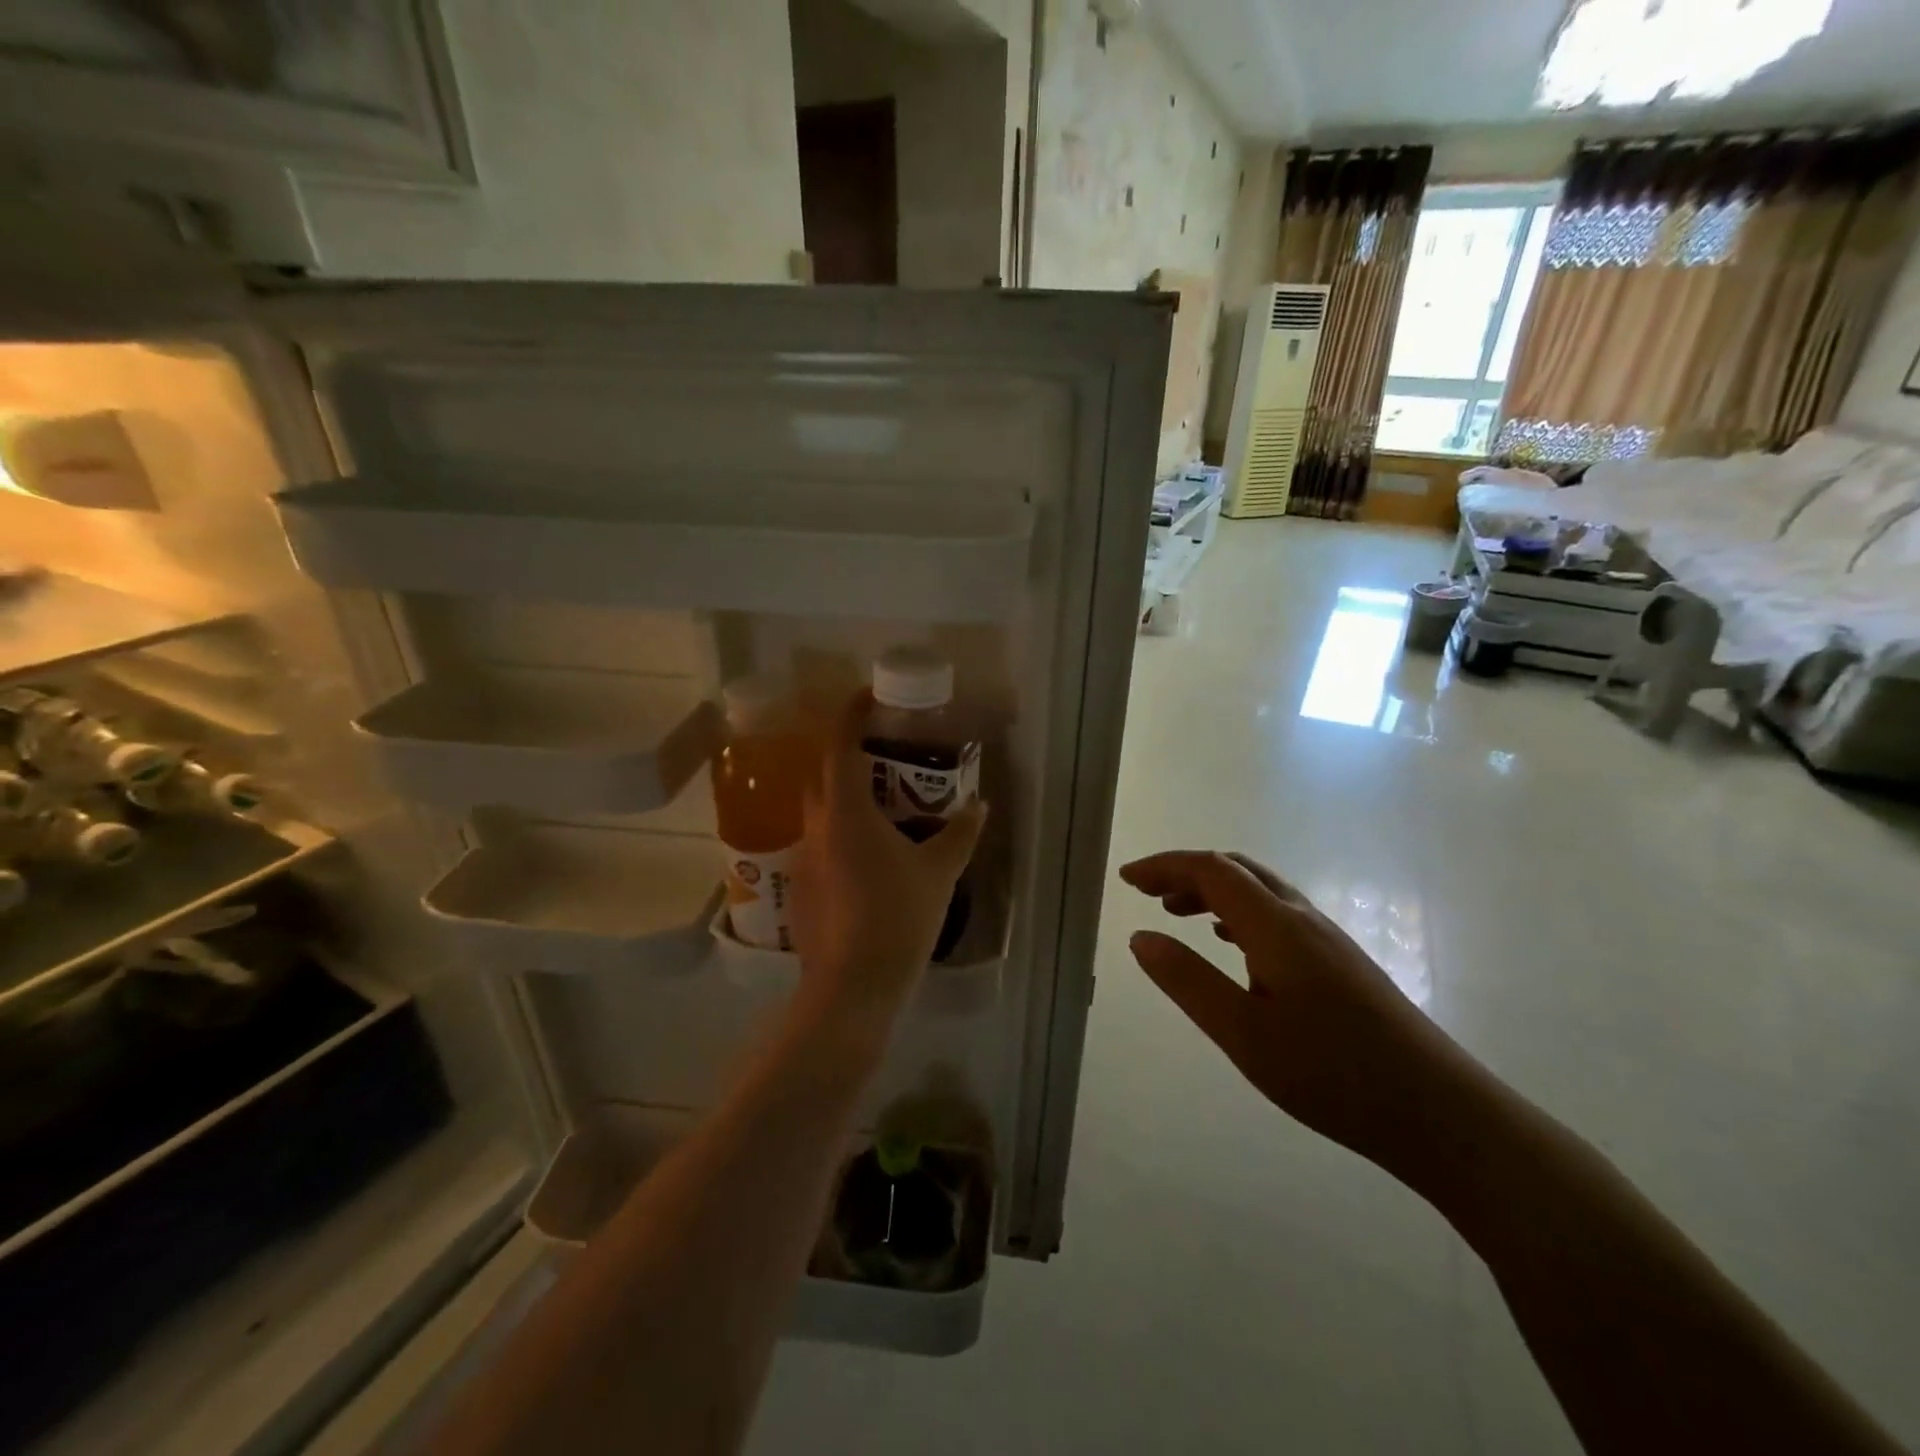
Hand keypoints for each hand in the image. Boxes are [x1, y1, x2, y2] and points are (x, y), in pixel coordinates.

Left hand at [790, 691, 985, 1023]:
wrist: (852, 985)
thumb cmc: (898, 917)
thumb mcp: (939, 871)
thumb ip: (960, 832)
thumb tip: (979, 803)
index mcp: (846, 812)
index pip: (840, 745)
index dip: (851, 714)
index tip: (868, 696)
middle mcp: (817, 826)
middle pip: (824, 774)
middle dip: (847, 754)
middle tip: (884, 755)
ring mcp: (804, 857)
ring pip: (820, 810)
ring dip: (845, 797)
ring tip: (883, 806)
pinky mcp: (802, 886)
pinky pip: (820, 842)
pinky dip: (841, 832)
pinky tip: (869, 856)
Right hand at [1120, 850, 1473, 1170]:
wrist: (1441, 1113)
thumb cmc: (1332, 1074)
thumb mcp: (1243, 1034)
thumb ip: (1188, 981)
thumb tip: (1140, 937)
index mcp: (1276, 925)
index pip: (1211, 870)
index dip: (1165, 866)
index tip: (1126, 879)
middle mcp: (1302, 919)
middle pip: (1237, 870)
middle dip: (1186, 873)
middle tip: (1147, 894)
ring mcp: (1328, 939)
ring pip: (1260, 892)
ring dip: (1213, 892)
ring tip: (1178, 915)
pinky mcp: (1341, 963)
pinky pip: (1278, 915)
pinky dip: (1240, 913)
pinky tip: (1233, 944)